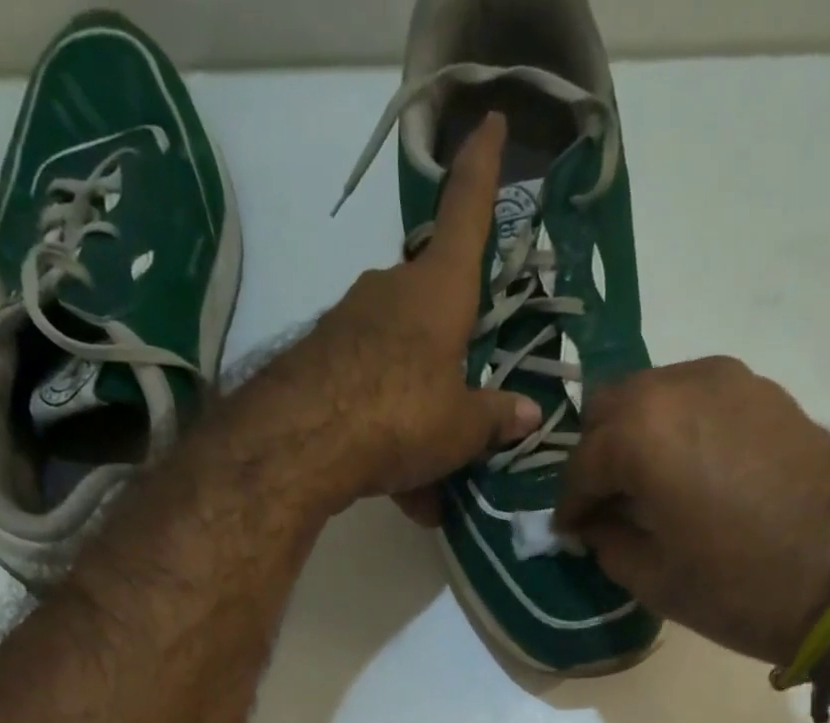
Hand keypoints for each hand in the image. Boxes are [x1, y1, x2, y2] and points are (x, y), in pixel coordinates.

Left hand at [247, 113, 539, 520]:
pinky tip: (401, 494)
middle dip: (451, 359)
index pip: (466, 215)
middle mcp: (391, 293)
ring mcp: (349, 325)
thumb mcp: (461, 428)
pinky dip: (388, 440)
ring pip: (400, 367)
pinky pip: (369, 396)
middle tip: (468, 417)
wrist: (302, 442)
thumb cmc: (401, 416)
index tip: (488, 121)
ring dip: (420, 421)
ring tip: (433, 489)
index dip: (481, 171)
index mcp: (438, 293)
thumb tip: (527, 413)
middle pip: (433, 312)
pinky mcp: (319, 362)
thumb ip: (495, 419)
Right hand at [555, 358, 829, 665]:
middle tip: (605, 503)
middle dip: (597, 456)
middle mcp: (678, 387)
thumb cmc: (742, 588)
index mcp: (641, 433)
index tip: (570, 533)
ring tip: (647, 487)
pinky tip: (690, 472)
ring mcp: (729, 381)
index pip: (581, 464)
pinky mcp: (766, 392)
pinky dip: (679, 429)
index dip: (569, 505)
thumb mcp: (654, 579)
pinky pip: (698, 400)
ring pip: (655, 396)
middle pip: (611, 410)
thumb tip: (595, 524)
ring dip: (638, 437)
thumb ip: (608, 542)